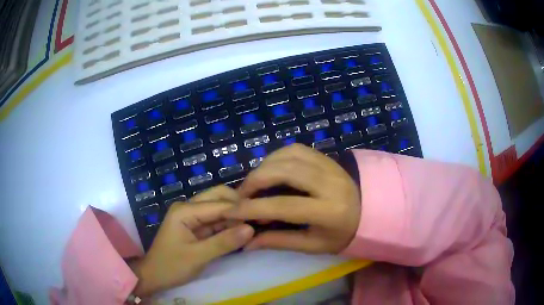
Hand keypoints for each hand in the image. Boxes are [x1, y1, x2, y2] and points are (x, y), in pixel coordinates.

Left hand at [130, 186, 254, 296]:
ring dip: (235, 216)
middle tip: (258, 219)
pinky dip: (229, 225)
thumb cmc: (171, 266)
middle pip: (219, 197)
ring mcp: (192, 215)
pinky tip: (242, 232)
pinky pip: (216, 220)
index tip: (262, 217)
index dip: (240, 210)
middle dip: (238, 206)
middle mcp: (188, 206)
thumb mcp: (197, 257)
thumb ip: (224, 242)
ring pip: (219, 207)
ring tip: (255, 225)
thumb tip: (251, 229)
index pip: (219, 204)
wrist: (154, 276)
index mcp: (185, 210)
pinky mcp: (196, 226)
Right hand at [225, 144, 360, 253]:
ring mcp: (329, 165)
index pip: (284, 206)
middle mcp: (329, 182)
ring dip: (264, 166)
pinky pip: (295, 149)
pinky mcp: (326, 156)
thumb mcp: (313, 245)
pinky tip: (270, 170)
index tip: (231, 211)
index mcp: (329, 211)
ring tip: (254, 183)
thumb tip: (246, 243)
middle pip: (284, 171)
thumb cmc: (341, 234)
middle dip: (255, 180)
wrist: (369, 211)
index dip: (253, 208)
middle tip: (242, 195)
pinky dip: (276, 157)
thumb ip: (279, 241)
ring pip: (288, 154)